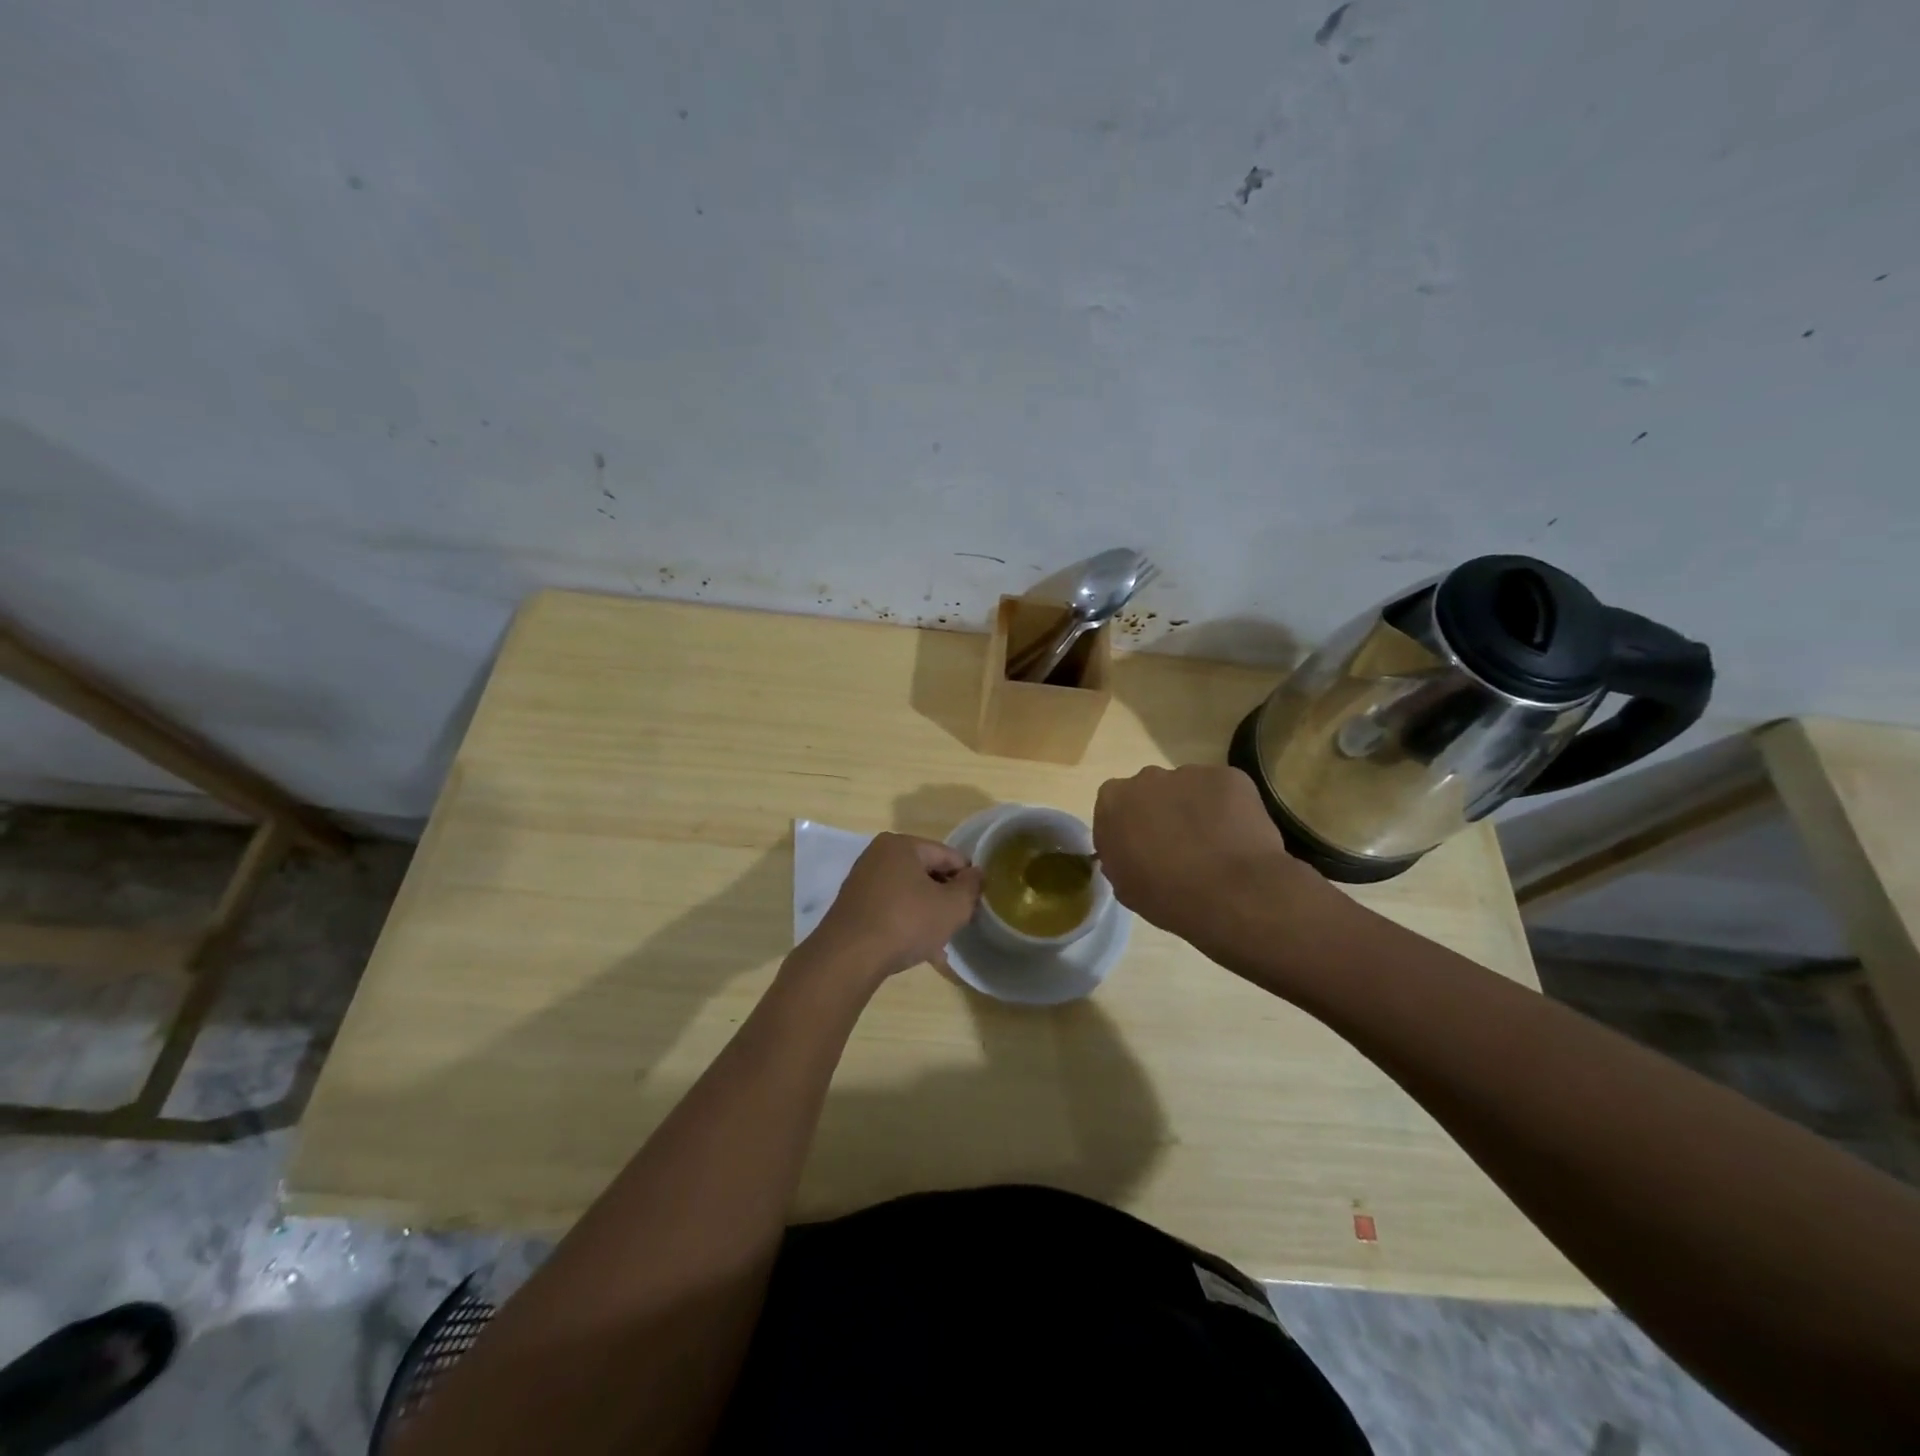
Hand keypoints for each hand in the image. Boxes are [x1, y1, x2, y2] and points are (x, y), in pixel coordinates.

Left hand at [808, 833, 983, 982]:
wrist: (849, 958)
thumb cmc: (906, 922)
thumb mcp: (952, 906)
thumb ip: (970, 887)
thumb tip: (976, 874)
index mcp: (901, 845)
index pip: (947, 855)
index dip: (967, 878)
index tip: (977, 902)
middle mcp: (878, 856)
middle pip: (926, 873)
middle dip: (945, 898)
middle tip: (960, 922)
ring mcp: (862, 881)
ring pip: (909, 894)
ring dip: (928, 915)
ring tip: (942, 943)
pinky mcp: (853, 907)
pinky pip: (891, 909)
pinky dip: (907, 924)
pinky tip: (920, 951)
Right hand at [1093, 765, 1334, 961]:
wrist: (1231, 893)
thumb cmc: (1167, 895)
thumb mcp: (1124, 886)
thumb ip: (1119, 857)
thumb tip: (1130, 851)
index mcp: (1114, 801)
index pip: (1114, 807)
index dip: (1129, 828)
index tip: (1141, 850)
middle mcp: (1148, 777)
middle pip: (1151, 791)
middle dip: (1161, 813)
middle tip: (1178, 847)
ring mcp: (1191, 773)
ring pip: (1189, 789)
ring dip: (1195, 810)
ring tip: (1214, 846)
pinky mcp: (1229, 776)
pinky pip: (1223, 791)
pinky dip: (1228, 810)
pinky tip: (1237, 838)